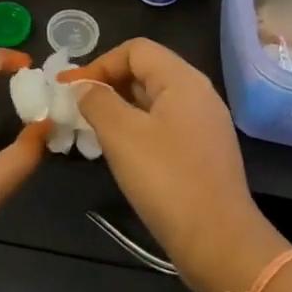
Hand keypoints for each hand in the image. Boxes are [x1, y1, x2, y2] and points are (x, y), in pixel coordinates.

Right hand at [60, 39, 286, 291]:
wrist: (219, 242)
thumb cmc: (167, 179)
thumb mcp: (121, 135)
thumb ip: (97, 101)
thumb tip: (83, 87)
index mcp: (183, 80)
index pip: (135, 49)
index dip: (100, 64)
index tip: (72, 91)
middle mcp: (198, 94)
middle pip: (146, 71)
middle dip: (108, 85)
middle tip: (77, 110)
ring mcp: (204, 124)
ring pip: (153, 101)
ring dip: (120, 109)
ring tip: (92, 132)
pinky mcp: (203, 152)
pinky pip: (164, 125)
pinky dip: (137, 129)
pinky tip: (121, 153)